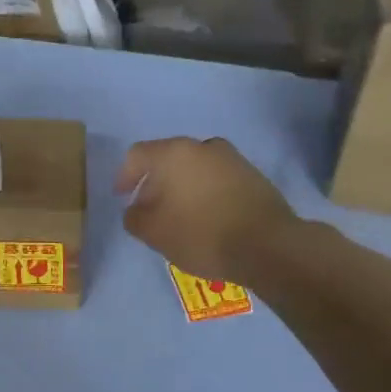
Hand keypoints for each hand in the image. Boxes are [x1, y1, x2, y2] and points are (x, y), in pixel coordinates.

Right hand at [115, 137, 297, 283]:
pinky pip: (216, 179)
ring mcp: (231, 159)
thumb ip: (134, 217)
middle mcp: (202, 146)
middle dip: (154, 183)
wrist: (268, 245)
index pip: (137, 155)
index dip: (124, 176)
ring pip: (194, 168)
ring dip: (181, 187)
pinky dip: (205, 193)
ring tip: (179, 215)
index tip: (122, 197)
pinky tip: (206, 217)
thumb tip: (136, 209)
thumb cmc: (201, 234)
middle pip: (168, 159)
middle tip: (149, 209)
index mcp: (173, 153)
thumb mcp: (153, 232)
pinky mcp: (253, 175)